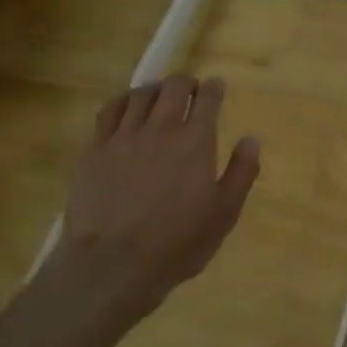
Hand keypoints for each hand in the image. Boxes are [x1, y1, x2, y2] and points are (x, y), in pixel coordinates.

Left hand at [53, 73, 260, 321]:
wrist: (112, 263)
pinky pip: (108, 111)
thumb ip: (241, 173)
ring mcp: (123, 136)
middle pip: (173, 88)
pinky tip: (125, 107)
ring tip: (158, 96)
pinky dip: (122, 101)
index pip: (207, 100)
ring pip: (140, 95)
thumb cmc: (176, 243)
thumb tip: (251, 139)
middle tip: (190, 89)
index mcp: (195, 142)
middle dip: (185, 83)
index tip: (216, 86)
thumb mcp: (223, 215)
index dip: (214, 89)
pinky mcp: (94, 149)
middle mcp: (161, 129)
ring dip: (154, 90)